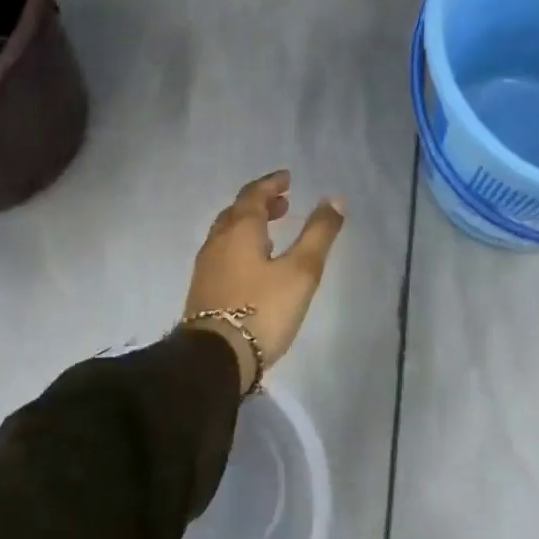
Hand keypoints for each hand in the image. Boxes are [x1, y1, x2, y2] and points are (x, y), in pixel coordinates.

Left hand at [183, 171, 346, 390]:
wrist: (214, 359)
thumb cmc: (262, 309)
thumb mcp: (301, 271)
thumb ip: (318, 234)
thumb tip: (335, 199)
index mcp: (240, 230)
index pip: (253, 195)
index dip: (271, 184)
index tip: (287, 179)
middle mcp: (218, 241)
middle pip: (237, 212)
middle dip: (260, 204)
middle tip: (284, 204)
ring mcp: (207, 267)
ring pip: (227, 233)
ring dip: (250, 225)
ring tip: (271, 232)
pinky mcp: (203, 290)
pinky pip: (223, 253)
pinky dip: (241, 245)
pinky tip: (254, 264)